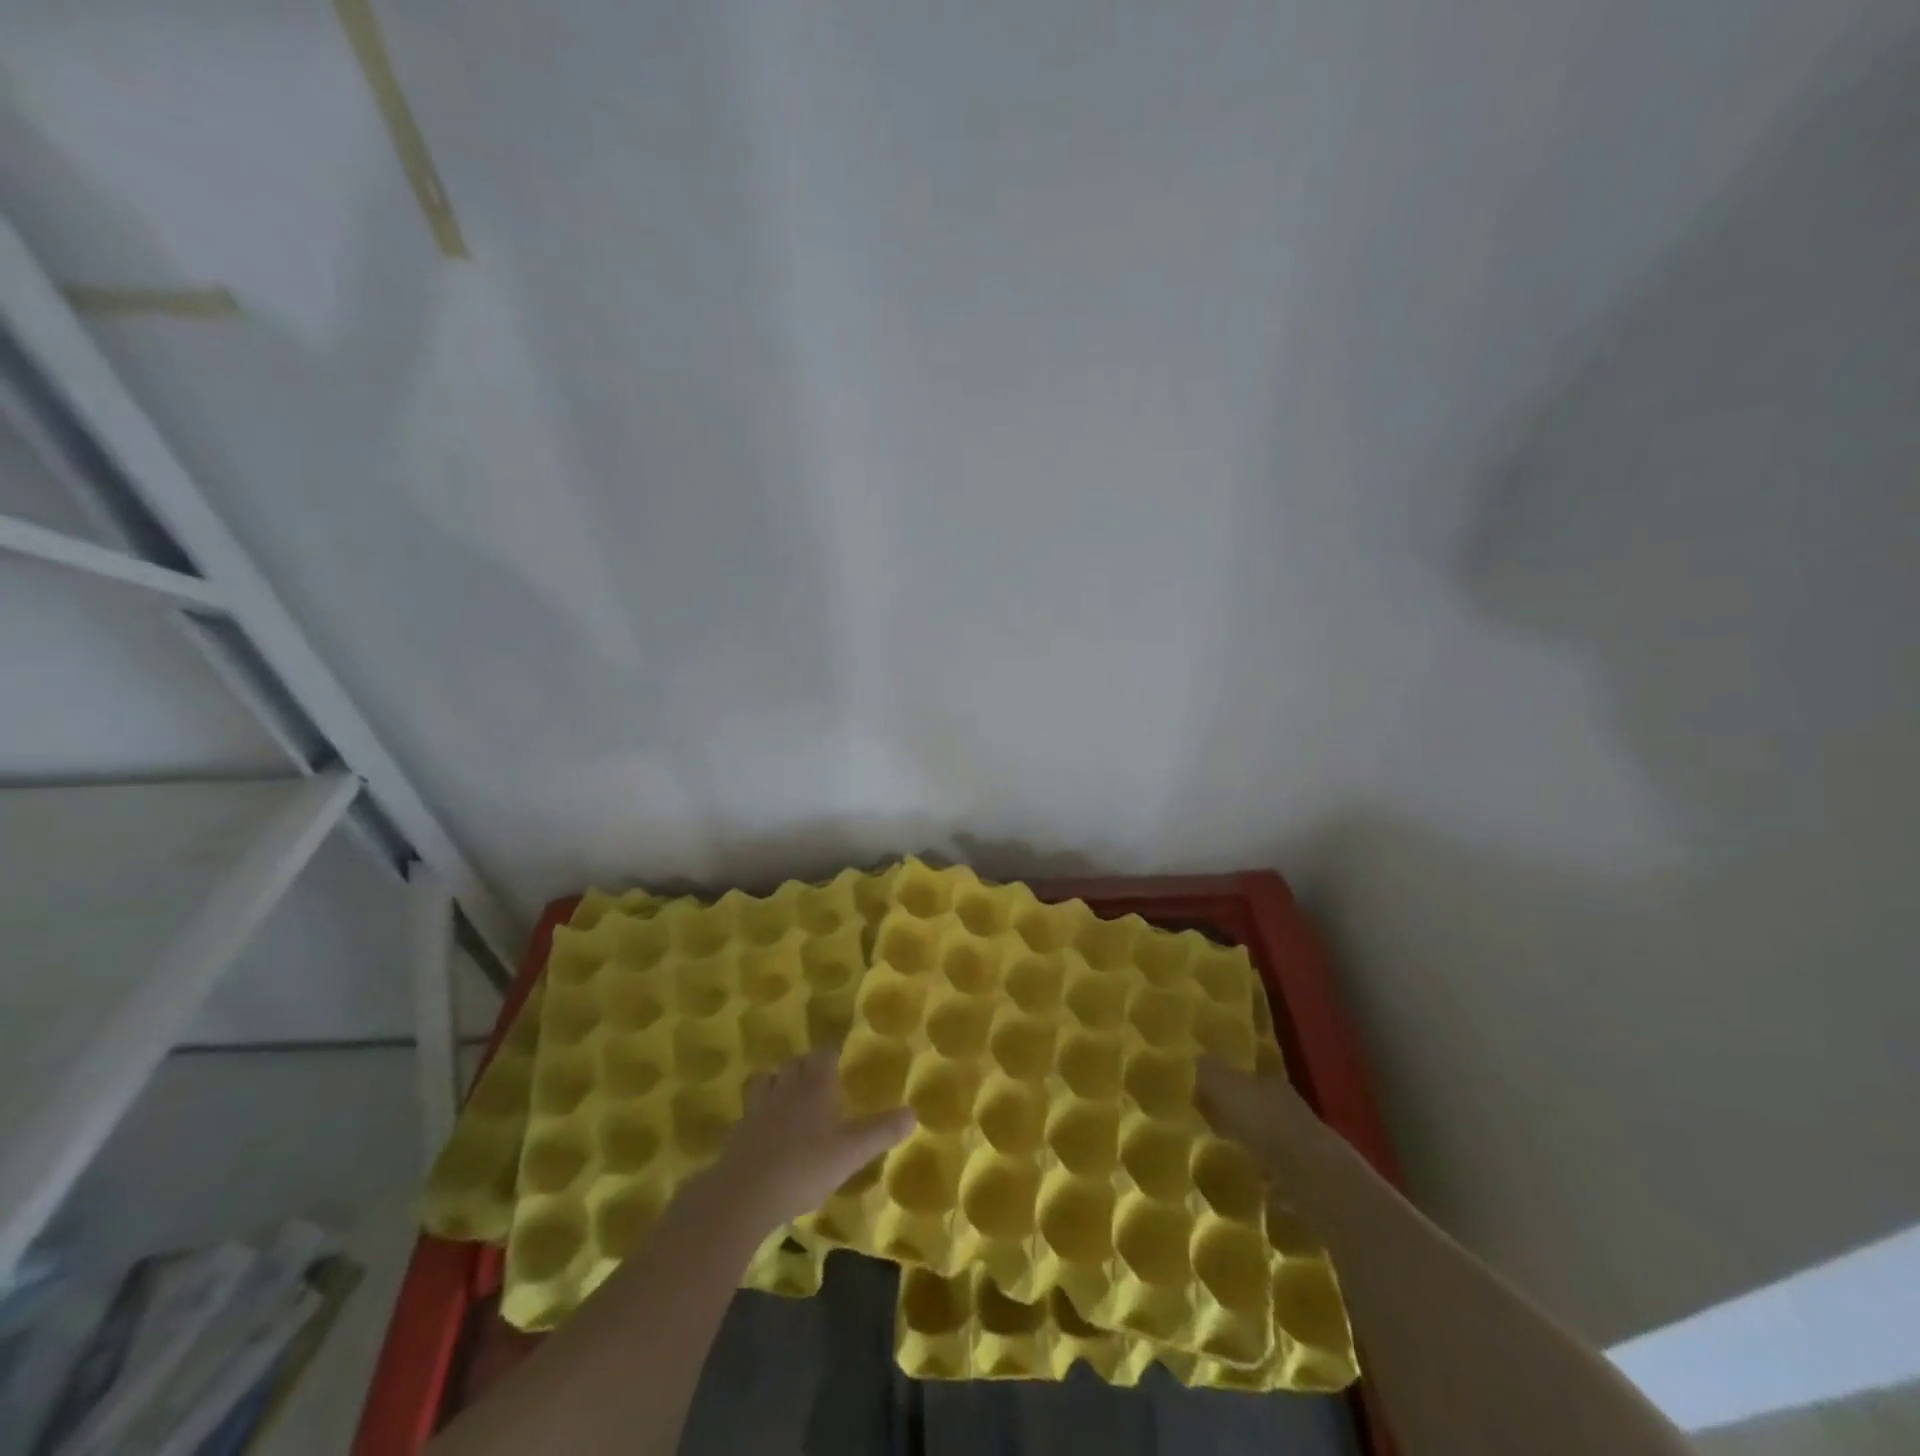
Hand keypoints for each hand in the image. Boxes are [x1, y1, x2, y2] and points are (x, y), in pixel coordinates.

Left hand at [709, 1045, 914, 1233]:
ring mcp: (758, 1109)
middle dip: (807, 1064)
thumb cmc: (805, 1166)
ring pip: (767, 1080)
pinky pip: (750, 1111)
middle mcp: (785, 1088)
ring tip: (789, 1095)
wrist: (744, 1195)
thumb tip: (913, 1113)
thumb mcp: (852, 1152)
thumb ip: (882, 1131)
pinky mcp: (738, 1133)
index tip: (842, 1055)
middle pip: (795, 1063)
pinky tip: (767, 1130)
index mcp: (814, 1086)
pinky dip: (759, 1112)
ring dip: (778, 1082)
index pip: (824, 1054)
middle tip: (820, 1076)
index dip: (833, 1051)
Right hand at [1194, 1056, 1325, 1176]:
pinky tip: (1252, 1181)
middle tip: (1213, 1127)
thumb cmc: (1260, 1120)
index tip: (1204, 1099)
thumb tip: (1196, 1057)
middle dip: (1238, 1116)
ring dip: (1253, 1145)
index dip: (1224, 1086)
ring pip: (1270, 1137)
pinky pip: (1279, 1169)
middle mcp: (1287, 1105)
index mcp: (1269, 1081)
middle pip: (1257, 1107)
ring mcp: (1301, 1141)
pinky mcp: (1308, 1174)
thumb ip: (1209, 1073)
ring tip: (1230, 1156)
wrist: (1308, 1172)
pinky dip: (1266, 1173)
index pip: (1243, 1078)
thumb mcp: (1223, 1087)